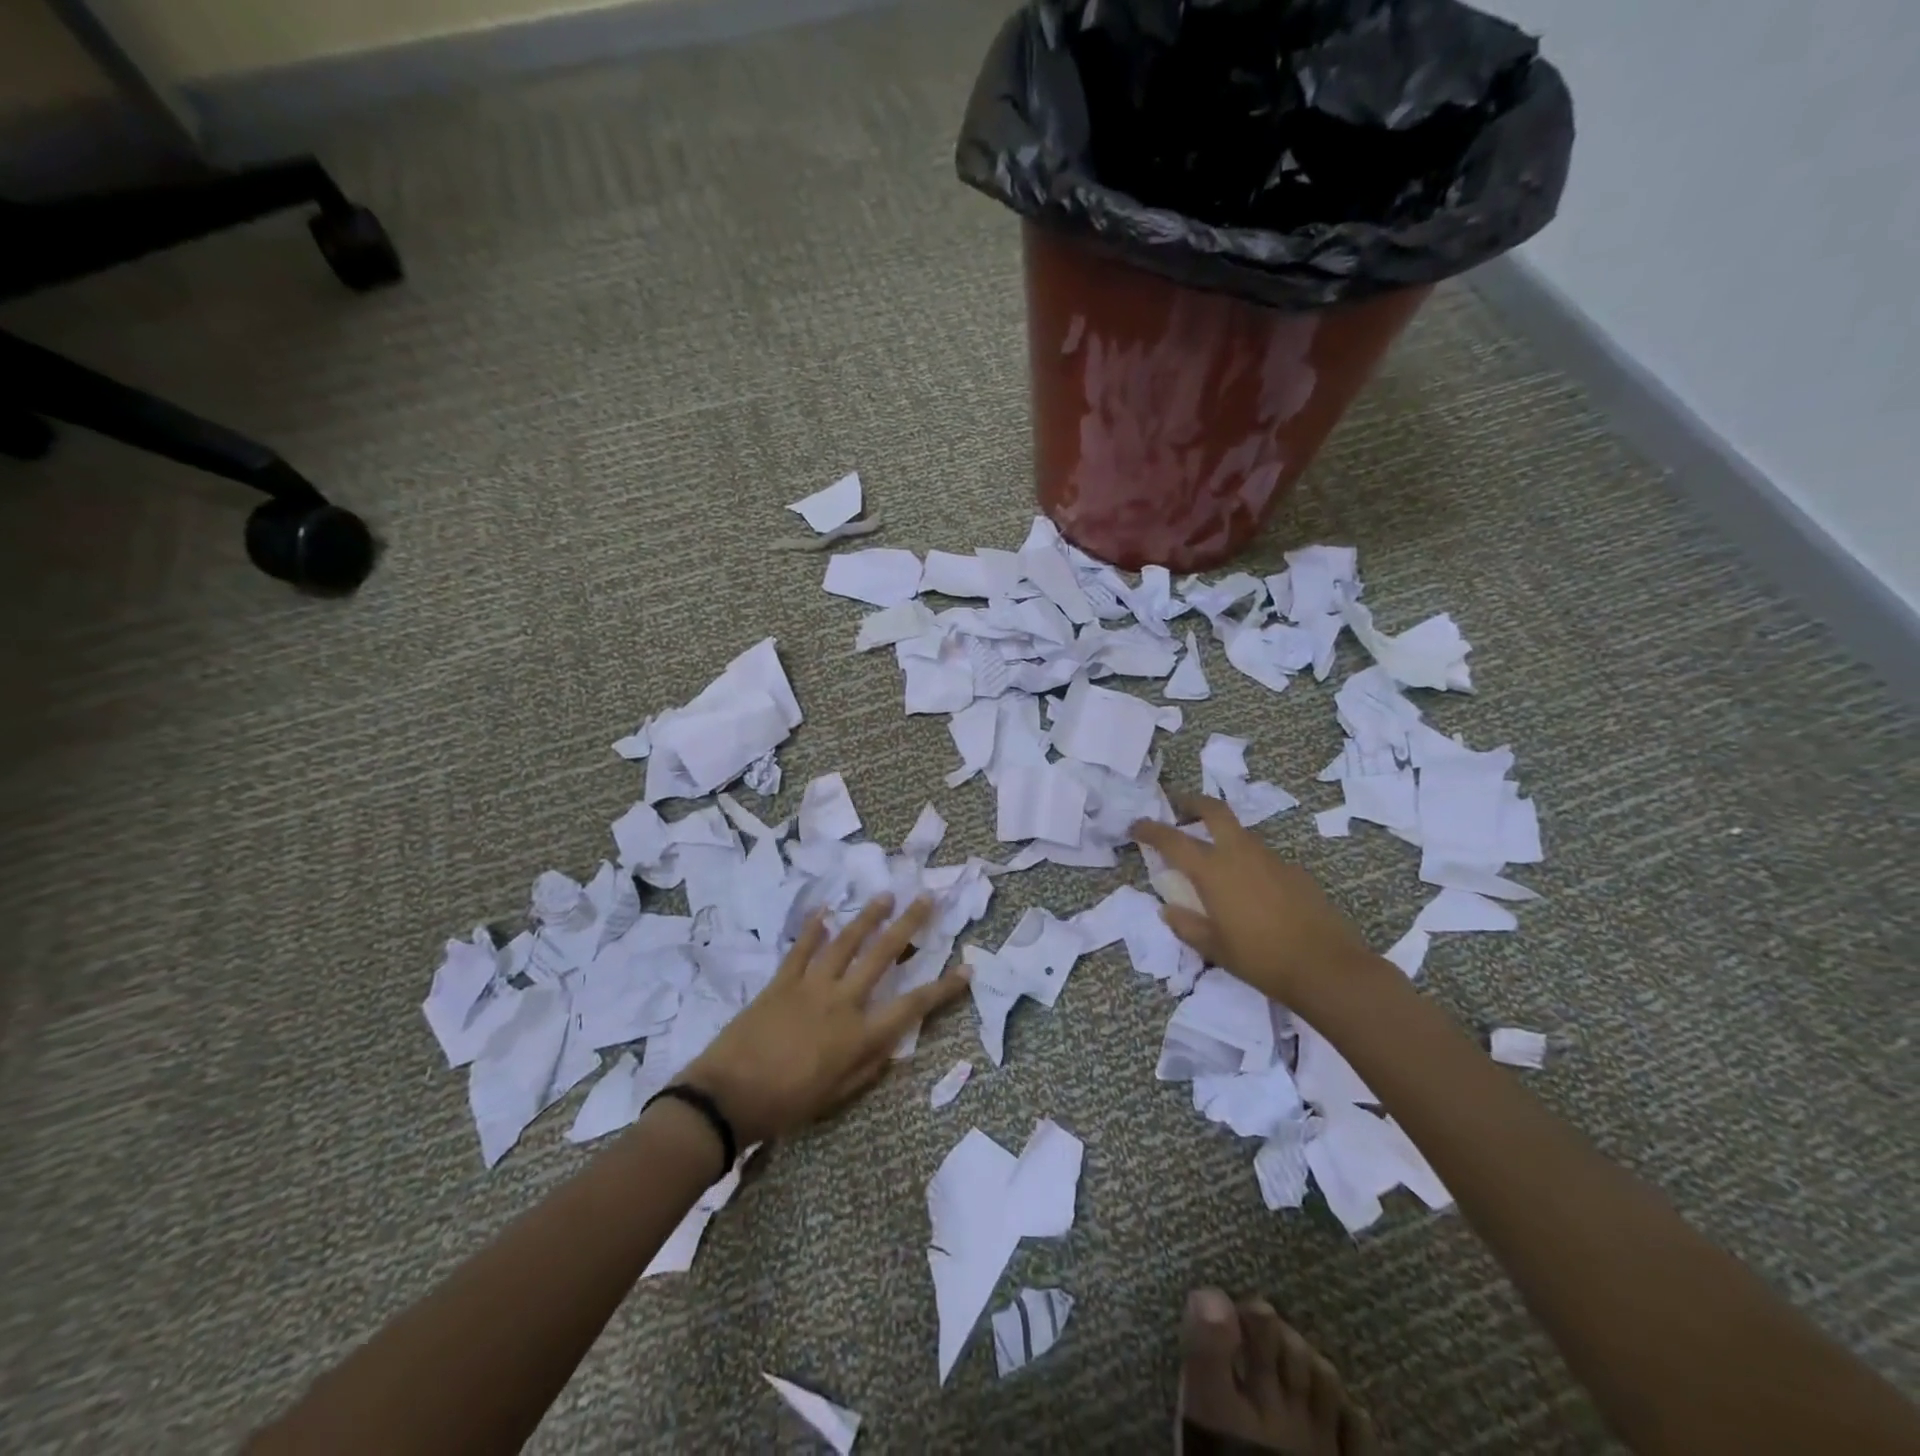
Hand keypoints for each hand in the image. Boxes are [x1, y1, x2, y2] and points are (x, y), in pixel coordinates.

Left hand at [679, 895, 968, 1145]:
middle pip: (883, 956)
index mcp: (860, 1034)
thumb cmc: (788, 1104)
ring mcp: (811, 985)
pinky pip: (802, 949)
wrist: (728, 1097)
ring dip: (868, 917)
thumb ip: (870, 1066)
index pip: (913, 1005)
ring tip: (885, 895)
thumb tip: (895, 1043)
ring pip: (846, 942)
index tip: (967, 969)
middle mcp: (842, 1001)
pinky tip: (824, 911)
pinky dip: (814, 929)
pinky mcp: (782, 981)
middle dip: (909, 925)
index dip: (944, 988)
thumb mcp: (838, 1096)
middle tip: (927, 899)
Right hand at [1131, 793, 1376, 1004]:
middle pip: (1214, 811)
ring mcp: (1272, 859)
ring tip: (1213, 858)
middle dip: (1193, 803)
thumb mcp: (1214, 948)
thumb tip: (1168, 910)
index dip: (1150, 830)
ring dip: (1222, 835)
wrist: (1327, 967)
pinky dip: (1247, 861)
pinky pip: (1263, 857)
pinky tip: (1251, 889)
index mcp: (1213, 870)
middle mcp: (1240, 854)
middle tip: (1179, 808)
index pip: (1172, 840)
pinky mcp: (1295, 871)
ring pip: (1240, 833)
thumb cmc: (1261, 959)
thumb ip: (1187, 925)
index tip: (1136, 827)